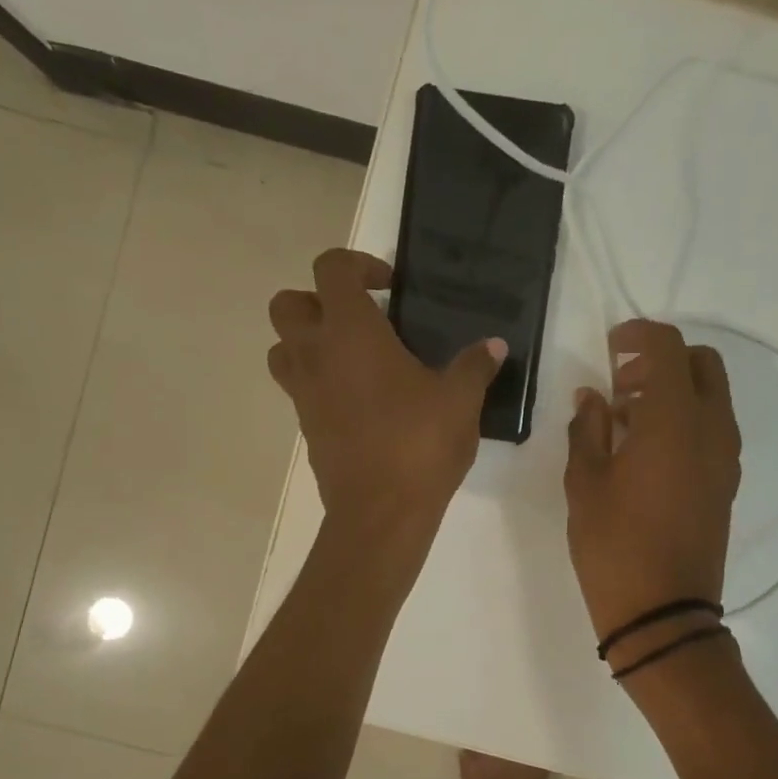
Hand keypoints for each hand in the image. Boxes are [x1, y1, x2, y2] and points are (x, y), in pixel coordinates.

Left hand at [268, 250, 505, 546]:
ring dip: (309, 341)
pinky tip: (362, 400)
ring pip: (282, 348)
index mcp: (350, 332)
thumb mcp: (460, 400)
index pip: (330, 268)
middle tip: (362, 320)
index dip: (358, 265)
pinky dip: (320, 381)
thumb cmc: (419, 445)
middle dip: (319, 301)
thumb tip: (494, 344)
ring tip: (355, 358)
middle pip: (288, 304)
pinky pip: (299, 388)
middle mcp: (315, 355)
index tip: (390, 287)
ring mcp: (303, 393)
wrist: (380, 513)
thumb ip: (475, 365)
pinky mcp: (306, 426)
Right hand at [564, 319, 740, 645]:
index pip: (667, 347)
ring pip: (712, 395)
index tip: (610, 346)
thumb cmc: (614, 546)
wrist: (664, 614)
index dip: (638, 335)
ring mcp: (726, 456)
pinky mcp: (727, 481)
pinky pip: (712, 427)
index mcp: (674, 420)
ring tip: (626, 418)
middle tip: (621, 382)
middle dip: (663, 358)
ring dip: (674, 389)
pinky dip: (685, 418)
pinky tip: (646, 449)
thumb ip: (588, 429)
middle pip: (702, 363)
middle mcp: (711, 428)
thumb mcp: (585, 483)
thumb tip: (591, 397)